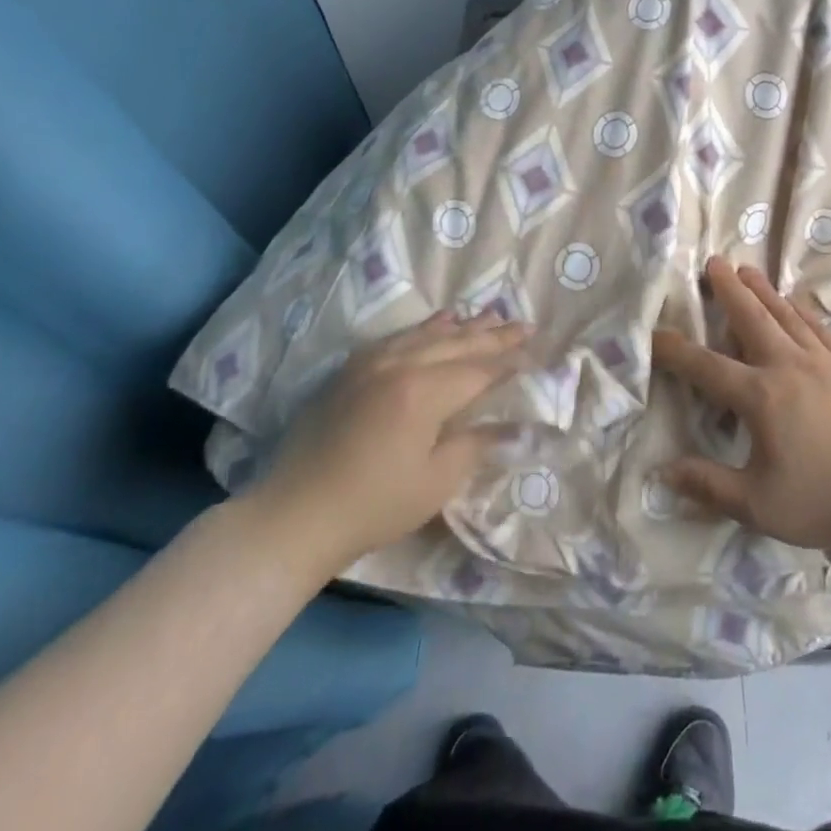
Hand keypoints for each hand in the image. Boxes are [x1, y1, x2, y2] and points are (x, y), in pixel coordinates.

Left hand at [246, 311, 528, 581]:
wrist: (295, 515)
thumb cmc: (373, 505)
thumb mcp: (435, 483)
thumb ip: (476, 445)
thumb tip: (515, 427)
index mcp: (424, 393)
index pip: (479, 370)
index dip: (509, 363)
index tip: (535, 355)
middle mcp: (401, 365)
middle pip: (459, 344)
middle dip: (495, 335)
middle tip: (525, 324)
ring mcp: (373, 362)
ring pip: (429, 334)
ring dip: (464, 326)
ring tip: (491, 315)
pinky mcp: (353, 369)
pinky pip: (399, 336)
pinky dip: (426, 327)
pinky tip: (440, 321)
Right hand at [652, 257, 830, 551]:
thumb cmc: (826, 498)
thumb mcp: (759, 505)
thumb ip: (709, 486)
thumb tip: (663, 472)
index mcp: (760, 397)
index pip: (706, 367)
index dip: (675, 350)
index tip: (653, 332)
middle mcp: (787, 366)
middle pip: (750, 318)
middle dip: (727, 289)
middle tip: (713, 261)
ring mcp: (821, 361)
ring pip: (784, 314)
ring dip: (762, 290)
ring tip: (746, 269)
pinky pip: (817, 327)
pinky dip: (801, 309)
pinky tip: (795, 301)